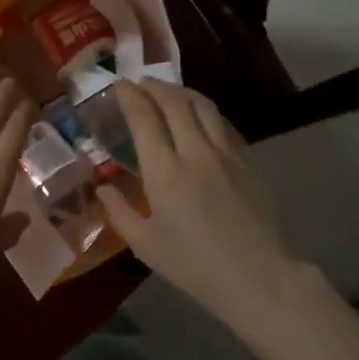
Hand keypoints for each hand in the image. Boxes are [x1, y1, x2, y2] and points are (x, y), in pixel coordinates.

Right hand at [99, 80, 305, 326]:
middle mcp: (195, 152)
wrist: (255, 276)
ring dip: (182, 92)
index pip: (145, 118)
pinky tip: (200, 117)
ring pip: (203, 107)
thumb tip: (102, 188)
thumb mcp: (145, 245)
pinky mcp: (247, 162)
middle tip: (141, 83)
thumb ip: (119, 212)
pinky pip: (223, 124)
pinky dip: (205, 111)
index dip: (131, 96)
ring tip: (169, 92)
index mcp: (164, 172)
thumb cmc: (193, 265)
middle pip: (175, 102)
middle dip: (155, 86)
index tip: (119, 85)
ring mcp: (225, 154)